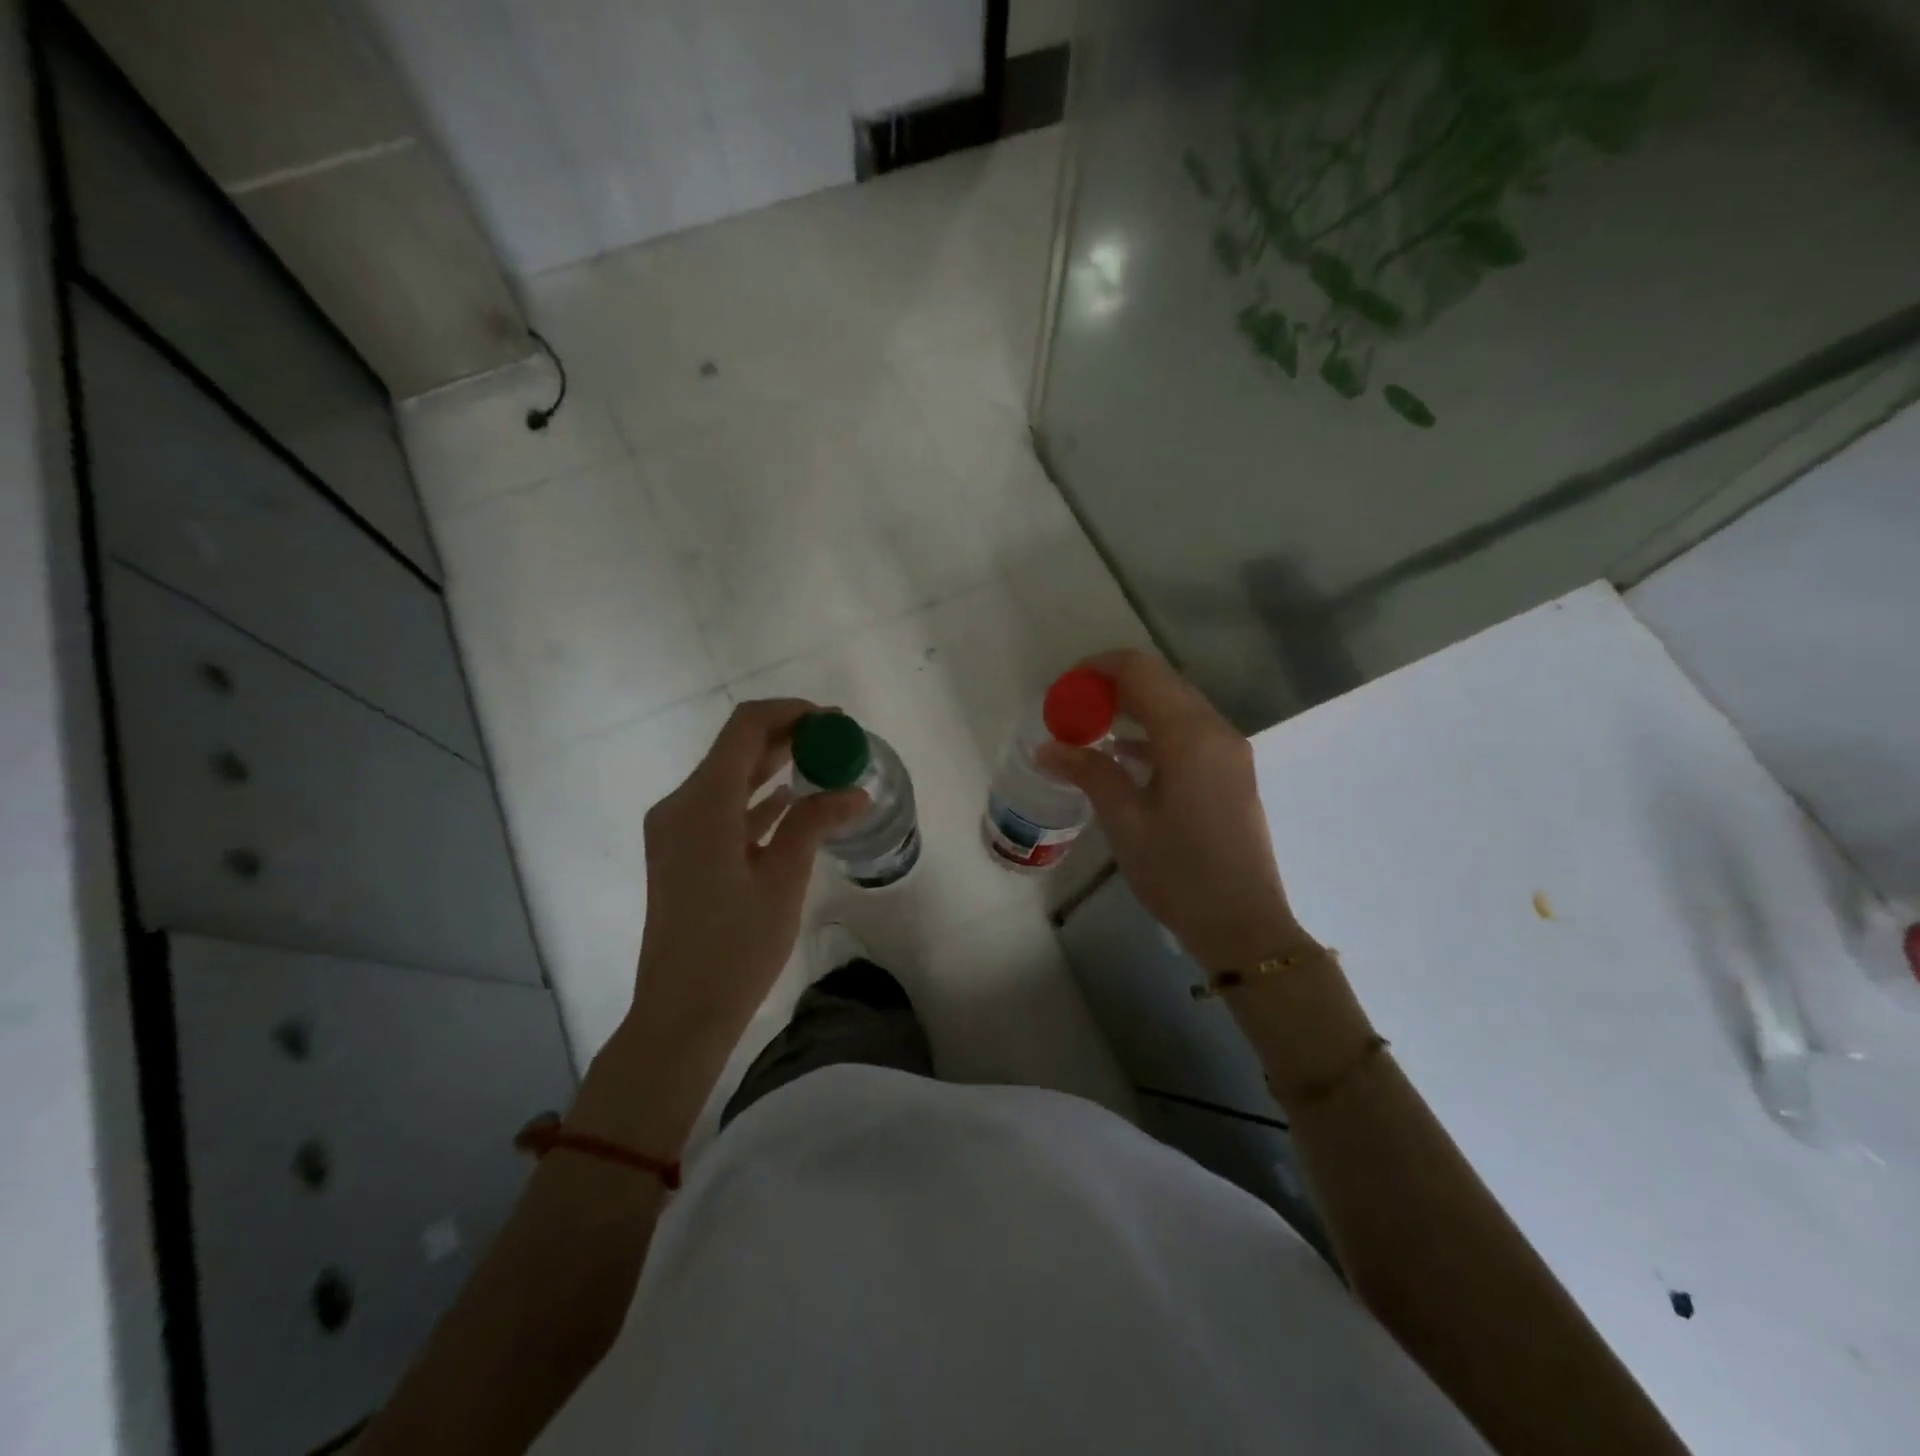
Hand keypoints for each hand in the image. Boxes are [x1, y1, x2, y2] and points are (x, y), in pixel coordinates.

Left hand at [626, 698, 866, 1065]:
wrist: (680, 1013)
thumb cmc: (735, 948)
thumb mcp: (783, 880)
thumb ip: (815, 823)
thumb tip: (856, 791)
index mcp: (703, 803)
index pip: (746, 727)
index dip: (791, 713)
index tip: (834, 721)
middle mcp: (681, 805)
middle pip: (736, 749)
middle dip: (788, 737)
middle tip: (837, 740)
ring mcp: (676, 830)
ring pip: (729, 778)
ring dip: (773, 766)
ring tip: (824, 764)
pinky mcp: (681, 854)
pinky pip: (722, 809)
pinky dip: (756, 798)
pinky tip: (790, 800)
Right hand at [1038, 650, 1301, 969]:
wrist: (1243, 924)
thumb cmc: (1179, 872)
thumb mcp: (1125, 821)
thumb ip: (1089, 772)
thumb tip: (1048, 747)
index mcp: (1189, 735)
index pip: (1141, 671)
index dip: (1099, 668)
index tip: (1065, 688)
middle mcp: (1216, 731)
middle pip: (1162, 682)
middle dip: (1114, 686)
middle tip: (1073, 709)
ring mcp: (1230, 751)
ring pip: (1177, 706)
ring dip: (1135, 708)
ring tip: (1092, 729)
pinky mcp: (1233, 773)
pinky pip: (1190, 732)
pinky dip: (1156, 731)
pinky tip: (1126, 755)